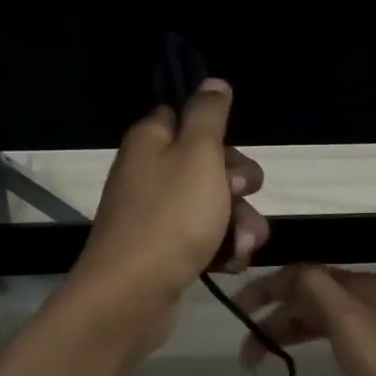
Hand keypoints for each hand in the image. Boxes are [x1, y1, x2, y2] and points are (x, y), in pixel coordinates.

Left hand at [69, 79, 268, 347]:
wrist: (133, 294)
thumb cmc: (171, 217)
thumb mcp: (198, 154)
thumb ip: (208, 115)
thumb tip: (212, 81)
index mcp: (151, 141)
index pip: (185, 117)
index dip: (217, 133)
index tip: (234, 151)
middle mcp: (149, 173)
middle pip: (208, 165)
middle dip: (238, 186)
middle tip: (242, 196)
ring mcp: (156, 215)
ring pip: (213, 206)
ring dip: (238, 223)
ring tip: (242, 245)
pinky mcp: (164, 251)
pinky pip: (203, 239)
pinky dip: (221, 249)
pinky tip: (229, 265)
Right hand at [234, 264, 375, 375]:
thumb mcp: (348, 321)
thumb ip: (316, 291)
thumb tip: (290, 272)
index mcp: (353, 285)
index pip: (299, 275)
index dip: (265, 289)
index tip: (237, 312)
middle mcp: (365, 295)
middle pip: (310, 296)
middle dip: (274, 317)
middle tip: (248, 351)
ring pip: (324, 316)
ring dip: (293, 331)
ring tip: (268, 359)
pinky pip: (340, 333)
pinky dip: (317, 340)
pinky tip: (313, 357)